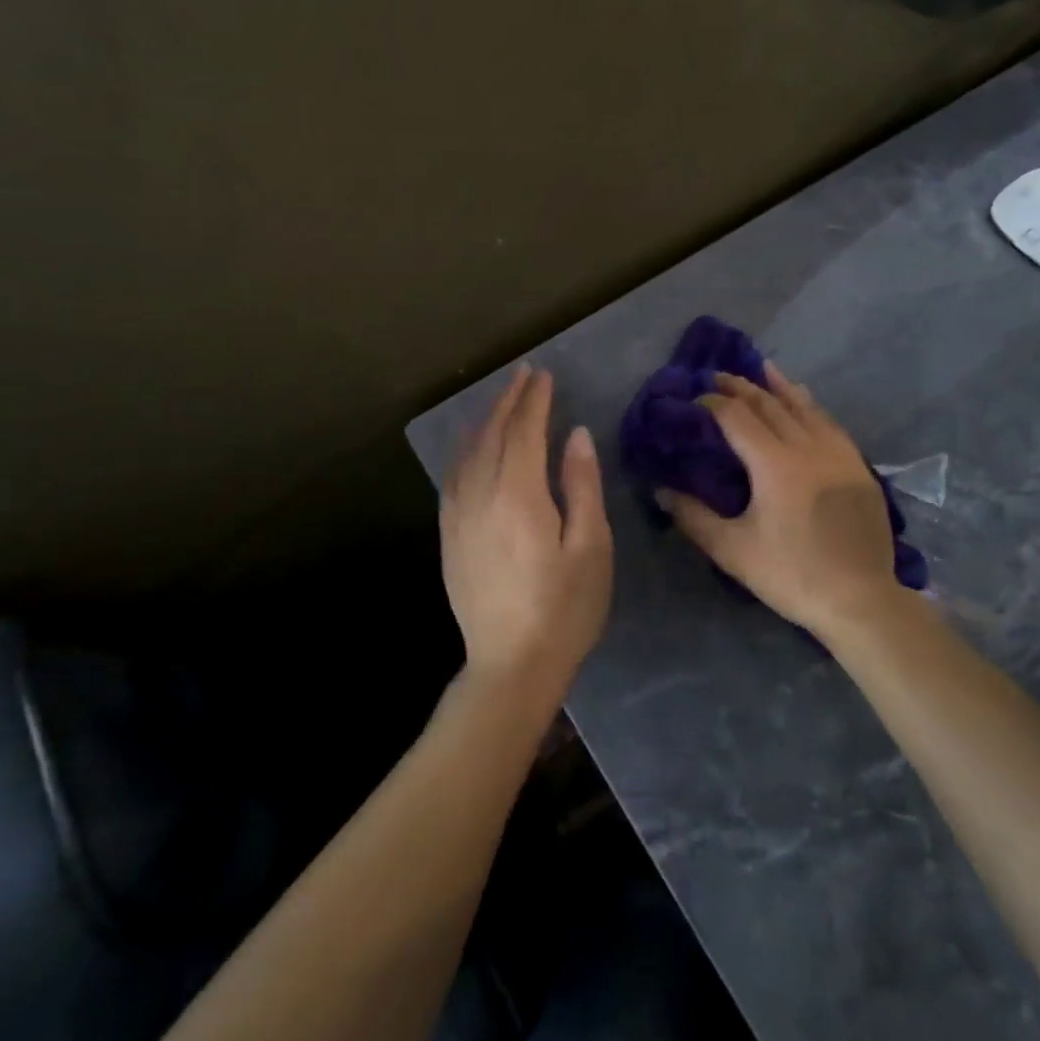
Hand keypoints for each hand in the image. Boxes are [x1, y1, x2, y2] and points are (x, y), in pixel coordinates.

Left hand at [441, 365, 613, 700]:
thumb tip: (575, 435)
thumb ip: (581, 485)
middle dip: (509, 401)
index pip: (524, 432)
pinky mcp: (449, 537)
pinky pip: (453, 478)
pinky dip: (464, 452)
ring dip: (486, 421)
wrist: (511, 666)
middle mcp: (481, 496)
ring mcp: (459, 517)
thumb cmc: (564, 608)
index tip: (544, 375)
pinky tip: (472, 448)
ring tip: (502, 401)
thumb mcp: (590, 547)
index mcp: (519, 495)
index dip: (534, 401)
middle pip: (493, 435)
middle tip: (524, 374)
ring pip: (468, 453)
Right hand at [658, 364, 903, 641]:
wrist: (861, 599)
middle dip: (741, 387)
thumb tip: (661, 490)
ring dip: (779, 386)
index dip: (712, 403)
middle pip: (770, 404)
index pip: (736, 417)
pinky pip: (829, 423)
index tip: (693, 398)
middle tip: (718, 375)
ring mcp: (837, 453)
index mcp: (774, 463)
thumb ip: (694, 517)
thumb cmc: (792, 574)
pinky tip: (806, 402)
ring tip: (762, 368)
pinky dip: (811, 406)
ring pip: (804, 407)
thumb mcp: (733, 550)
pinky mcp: (857, 466)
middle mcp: (807, 446)